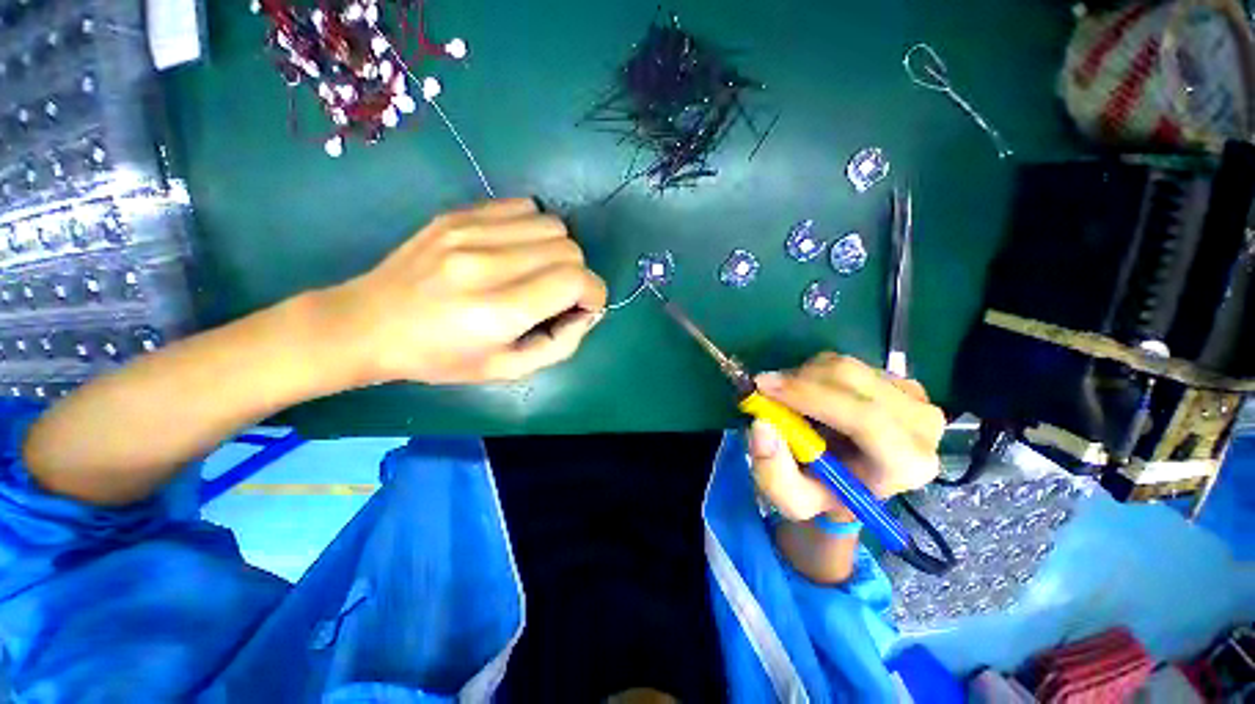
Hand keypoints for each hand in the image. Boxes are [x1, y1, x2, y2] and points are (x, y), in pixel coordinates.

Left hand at [320, 198, 607, 384]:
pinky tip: (518, 249)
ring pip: (553, 224)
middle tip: (557, 295)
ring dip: (558, 251)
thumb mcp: (508, 369)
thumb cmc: (441, 357)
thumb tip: (587, 310)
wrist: (369, 323)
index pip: (574, 280)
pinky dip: (534, 229)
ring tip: (537, 271)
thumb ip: (560, 344)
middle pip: (569, 249)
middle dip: (577, 275)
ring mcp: (468, 231)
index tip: (583, 307)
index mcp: (497, 311)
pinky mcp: (458, 213)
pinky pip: (524, 206)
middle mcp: (485, 264)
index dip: (593, 293)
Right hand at [747, 353, 944, 522]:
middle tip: (764, 389)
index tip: (764, 388)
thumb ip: (773, 472)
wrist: (851, 481)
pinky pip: (845, 362)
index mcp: (906, 464)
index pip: (865, 418)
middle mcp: (922, 425)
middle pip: (852, 381)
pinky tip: (809, 394)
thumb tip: (762, 425)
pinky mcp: (899, 379)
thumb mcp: (792, 499)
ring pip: (844, 366)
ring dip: (804, 377)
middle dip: (799, 381)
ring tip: (787, 400)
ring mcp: (914, 397)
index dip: (810, 397)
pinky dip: (815, 372)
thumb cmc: (824, 493)